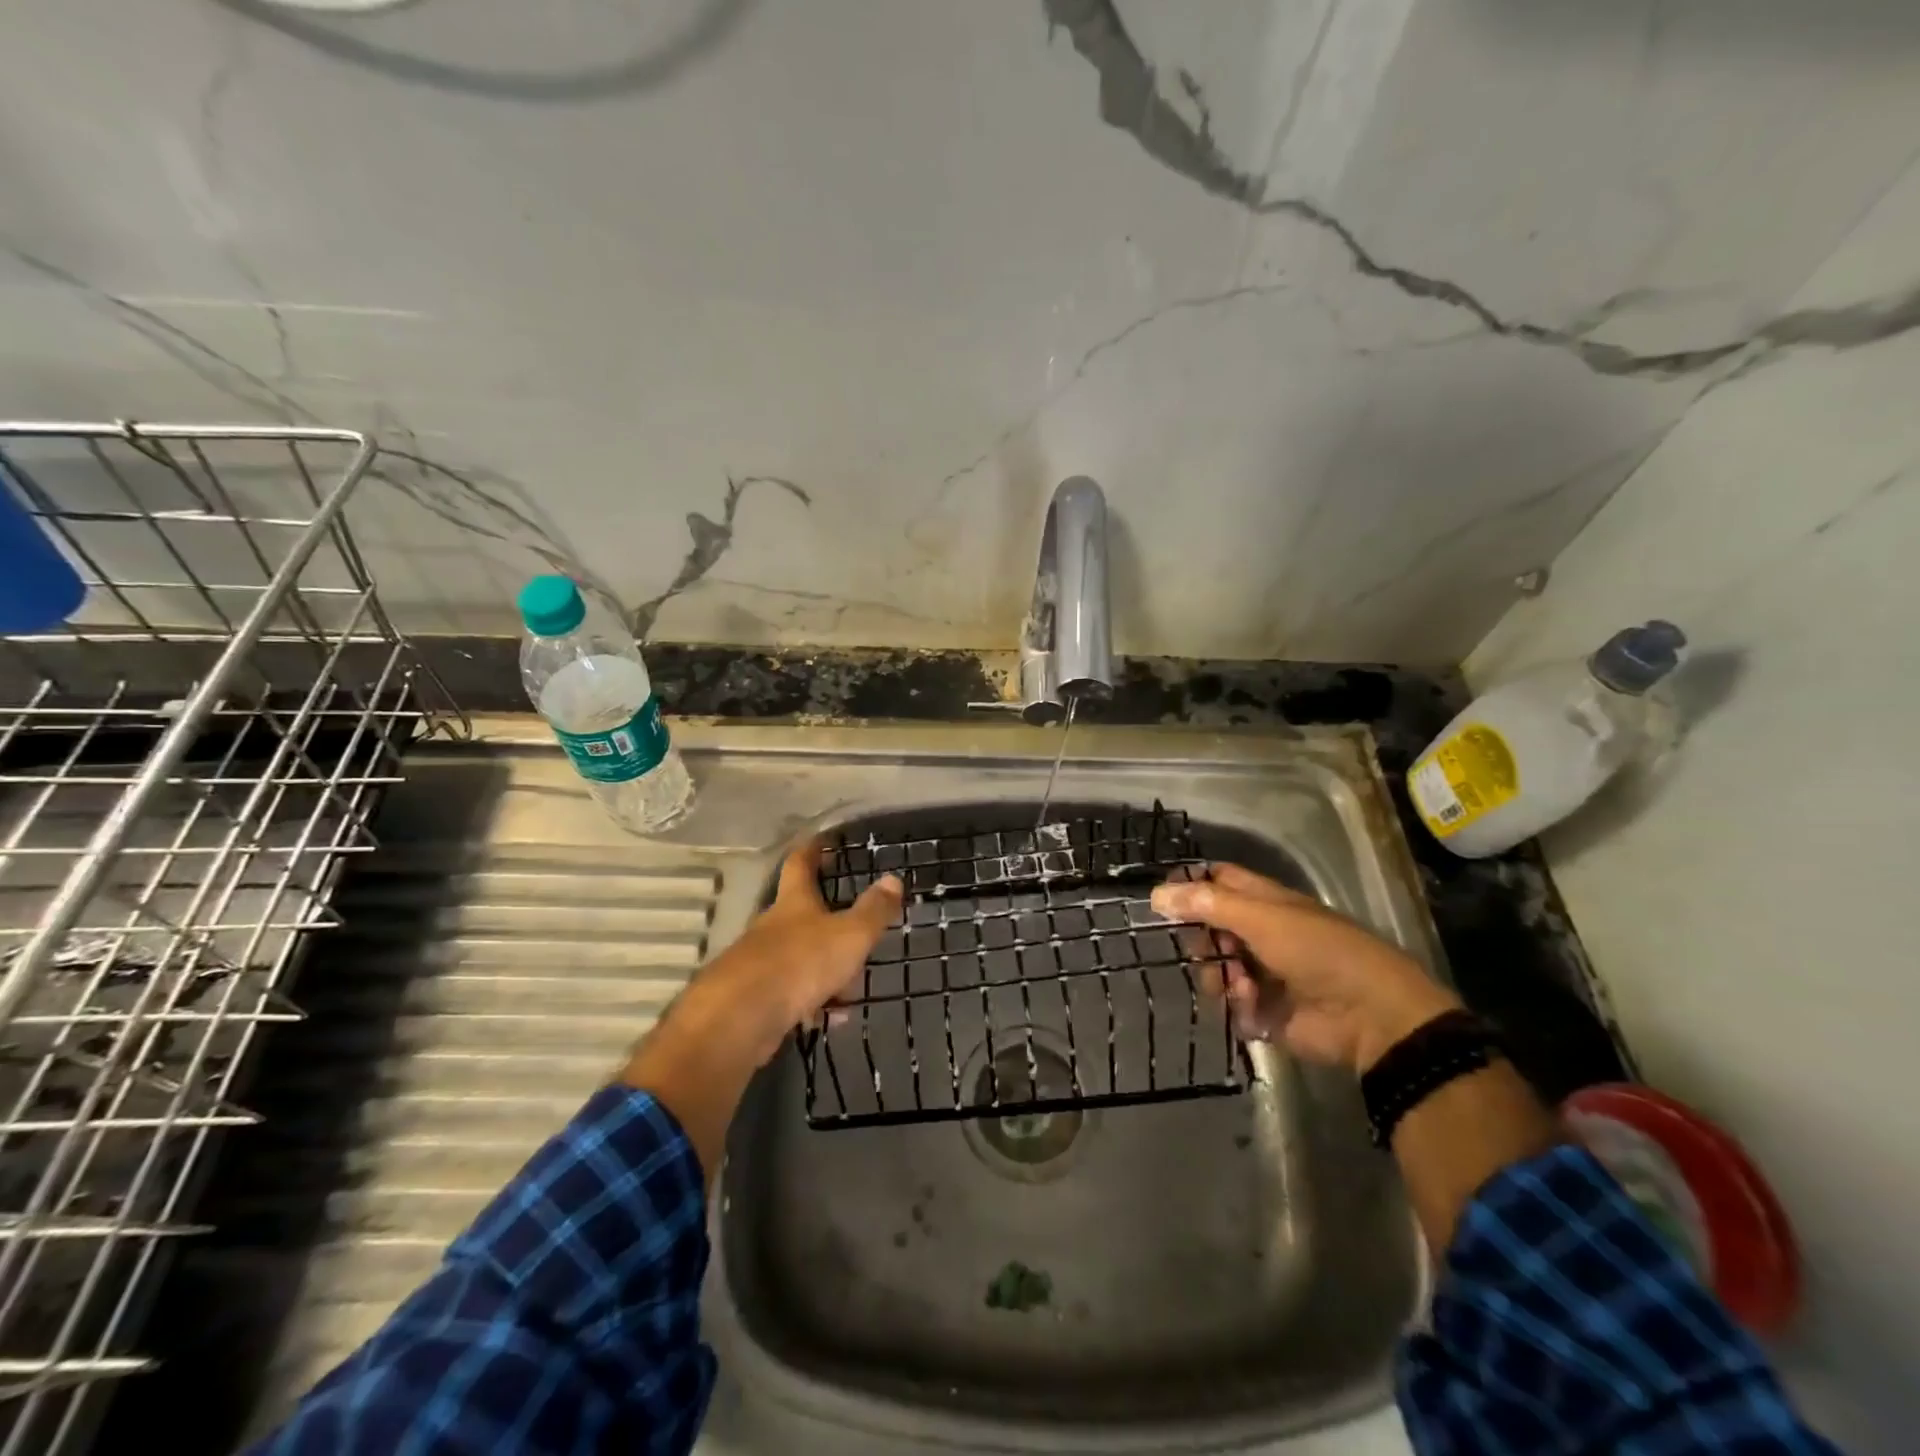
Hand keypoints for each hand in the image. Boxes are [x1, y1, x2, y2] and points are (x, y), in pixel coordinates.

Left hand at [685, 840, 902, 1063]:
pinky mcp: (754, 998)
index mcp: (794, 902)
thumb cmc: (800, 963)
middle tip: (855, 929)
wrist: (740, 1018)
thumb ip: (873, 910)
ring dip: (823, 969)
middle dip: (826, 920)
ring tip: (849, 989)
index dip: (813, 850)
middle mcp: (772, 926)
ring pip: (798, 957)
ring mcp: (759, 962)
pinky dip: (811, 1002)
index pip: (800, 864)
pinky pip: (790, 993)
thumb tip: (893, 879)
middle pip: (800, 913)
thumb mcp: (849, 935)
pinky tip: (828, 1018)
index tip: (824, 842)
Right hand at [1151, 863, 1458, 1073]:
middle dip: (1199, 939)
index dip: (1190, 884)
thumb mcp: (1260, 918)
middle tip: (1202, 947)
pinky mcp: (1264, 1010)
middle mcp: (1260, 934)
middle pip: (1208, 928)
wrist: (1369, 1016)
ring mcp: (1262, 973)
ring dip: (1217, 975)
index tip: (1161, 897)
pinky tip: (1250, 1005)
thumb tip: (1155, 893)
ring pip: (1214, 968)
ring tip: (1236, 984)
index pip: (1218, 881)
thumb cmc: (1318, 951)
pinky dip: (1235, 1004)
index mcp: (1264, 902)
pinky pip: (1230, 1004)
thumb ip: (1206, 905)